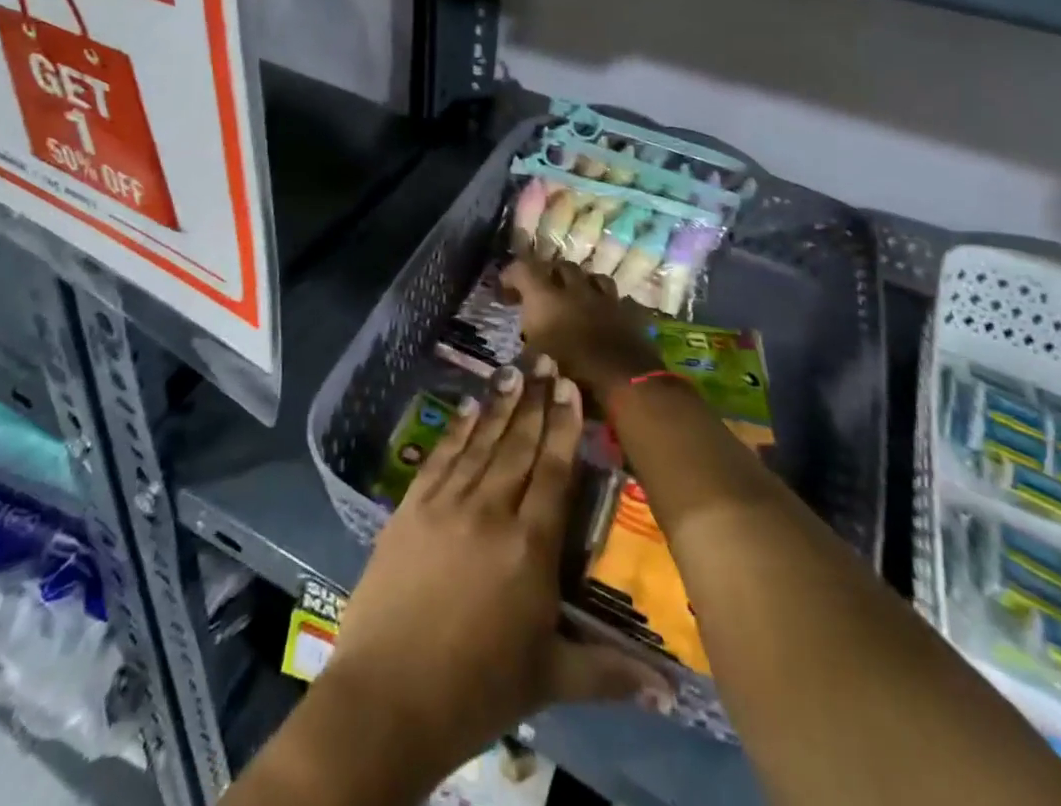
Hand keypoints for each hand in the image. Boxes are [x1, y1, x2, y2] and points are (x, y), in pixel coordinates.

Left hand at [321, 360, 666, 780]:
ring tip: (514, 370)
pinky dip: (458, 429)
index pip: (554, 472)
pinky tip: (469, 406)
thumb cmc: (478, 690)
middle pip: (519, 445)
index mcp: (530, 547)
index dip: (564, 425)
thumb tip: (673, 693)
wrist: (387, 700)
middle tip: (546, 359)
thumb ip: (610, 672)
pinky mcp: (411, 509)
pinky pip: (441, 457)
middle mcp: (491, 511)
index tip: (571, 386)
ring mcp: (447, 505)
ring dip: (500, 404)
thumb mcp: (550, 680)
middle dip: (536, 400)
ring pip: (482, 443)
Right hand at [502, 258, 663, 403]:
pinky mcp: (629, 312)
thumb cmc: (573, 375)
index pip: (522, 268)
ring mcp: (606, 298)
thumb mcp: (536, 365)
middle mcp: (575, 289)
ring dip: (580, 283)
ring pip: (591, 276)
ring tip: (575, 297)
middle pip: (560, 266)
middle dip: (548, 275)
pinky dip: (606, 302)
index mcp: (546, 298)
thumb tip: (524, 348)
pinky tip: (603, 313)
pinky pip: (616, 298)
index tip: (504, 291)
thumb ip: (527, 349)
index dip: (511, 275)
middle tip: (540, 293)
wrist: (625, 382)